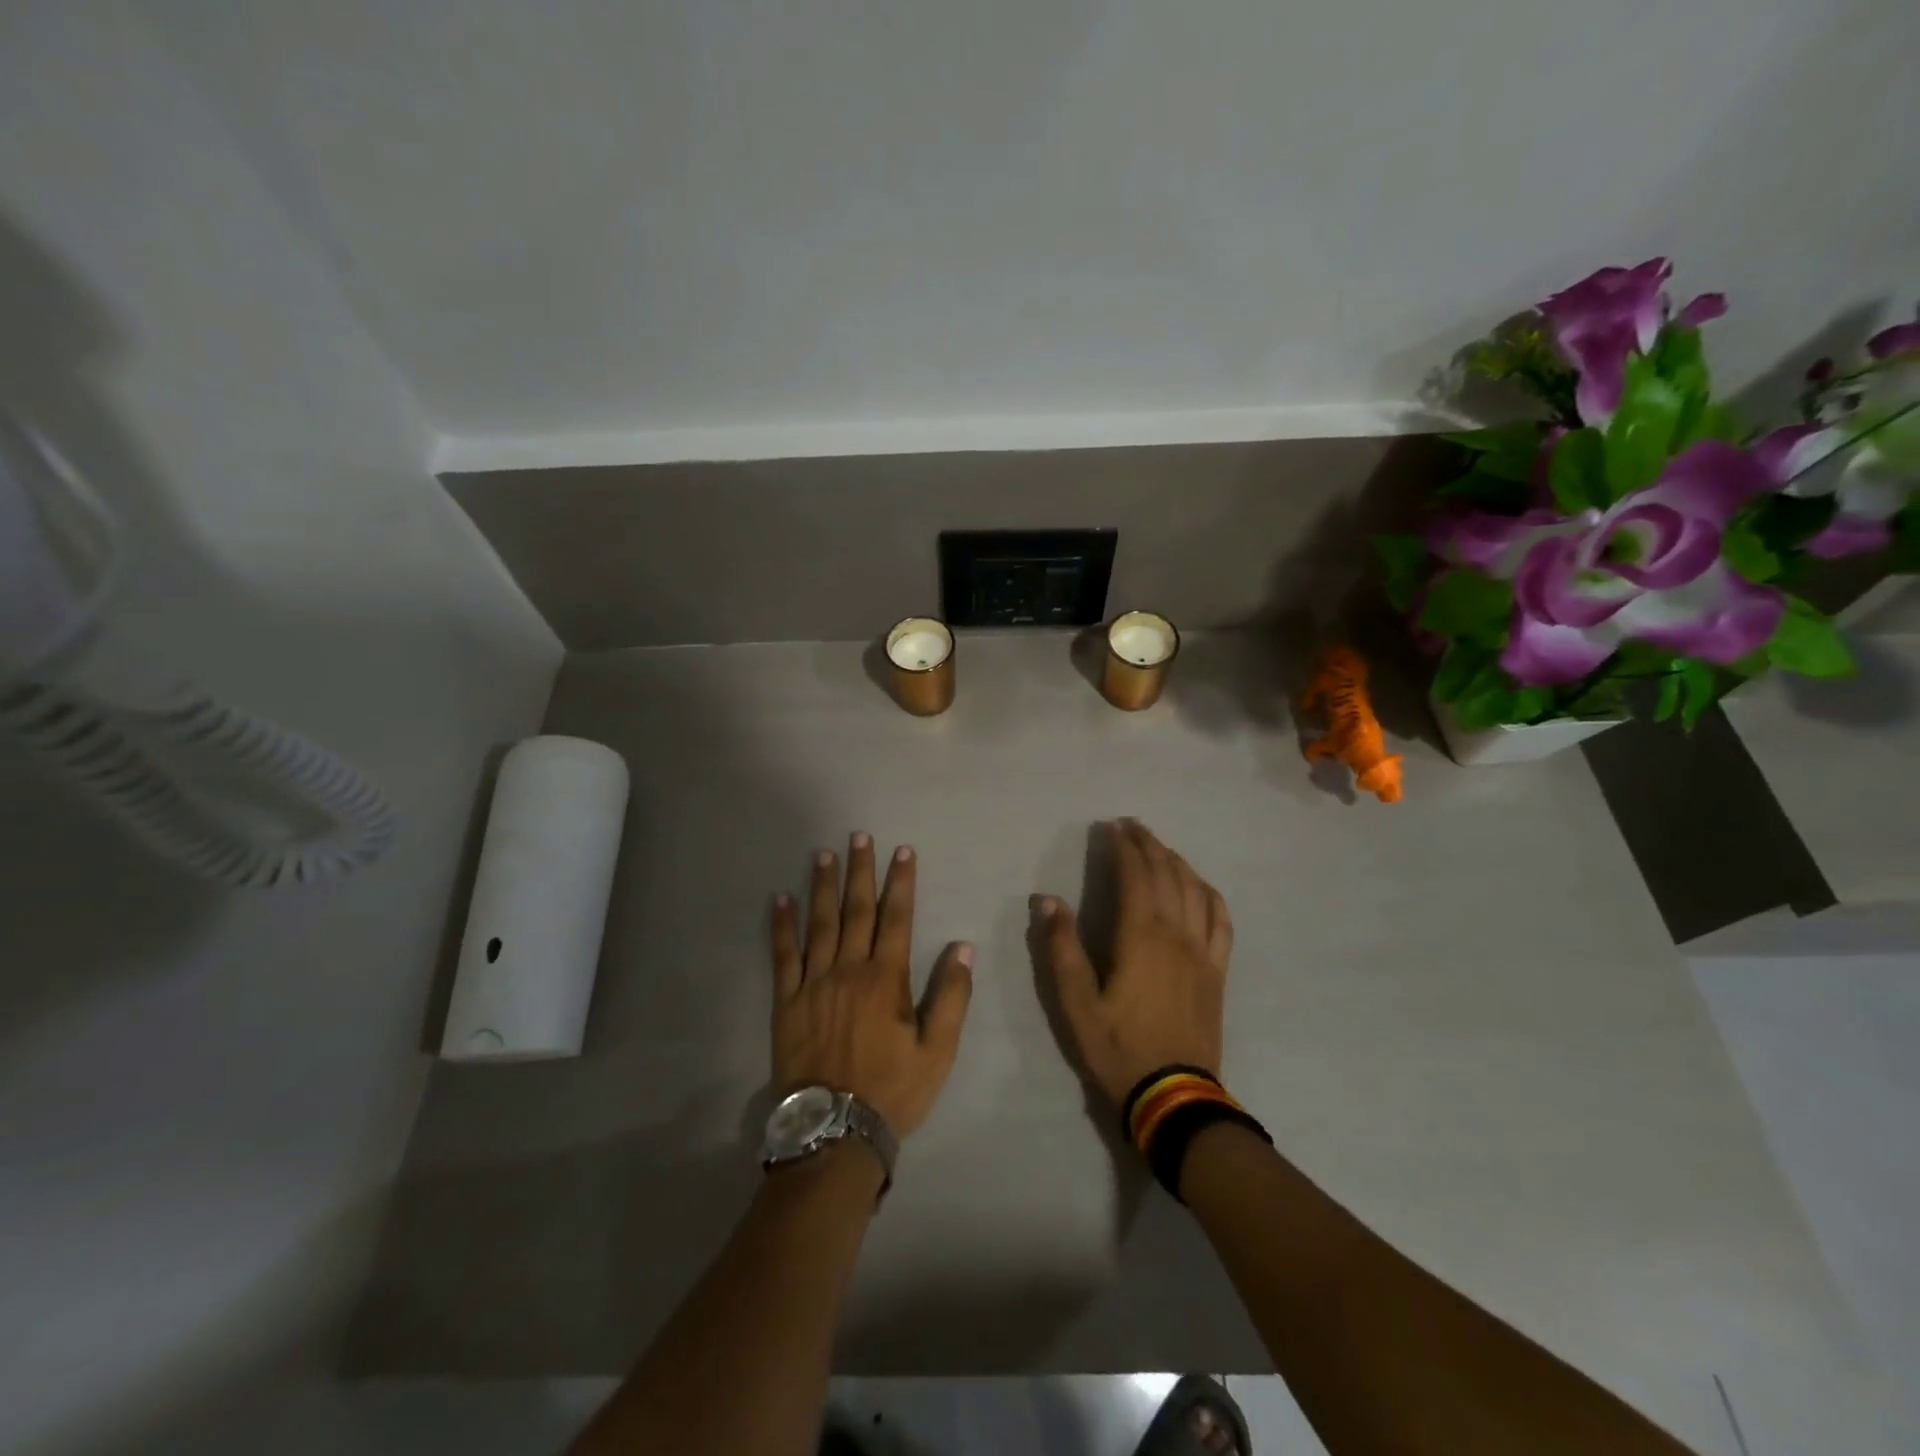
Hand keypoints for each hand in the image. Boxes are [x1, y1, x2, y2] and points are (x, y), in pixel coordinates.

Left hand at [771, 834, 972, 1138]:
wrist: (834, 1132)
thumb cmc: (892, 1091)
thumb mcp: (938, 1052)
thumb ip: (952, 998)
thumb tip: (963, 948)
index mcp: (886, 979)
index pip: (897, 918)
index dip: (900, 882)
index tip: (902, 851)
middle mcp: (849, 970)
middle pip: (856, 910)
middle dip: (860, 871)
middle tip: (859, 836)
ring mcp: (814, 983)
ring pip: (819, 924)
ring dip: (823, 886)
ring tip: (823, 854)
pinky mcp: (786, 1001)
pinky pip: (782, 956)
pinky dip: (782, 926)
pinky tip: (780, 900)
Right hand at [1036, 819, 1233, 1111]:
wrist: (1173, 1095)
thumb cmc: (1117, 1046)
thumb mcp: (1075, 1002)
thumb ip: (1062, 948)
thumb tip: (1048, 900)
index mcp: (1141, 936)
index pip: (1135, 875)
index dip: (1123, 847)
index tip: (1111, 827)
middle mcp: (1177, 933)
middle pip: (1167, 874)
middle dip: (1148, 844)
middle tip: (1132, 826)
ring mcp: (1203, 951)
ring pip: (1195, 890)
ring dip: (1177, 862)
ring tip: (1160, 847)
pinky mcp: (1217, 971)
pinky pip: (1221, 921)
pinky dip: (1210, 894)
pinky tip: (1201, 887)